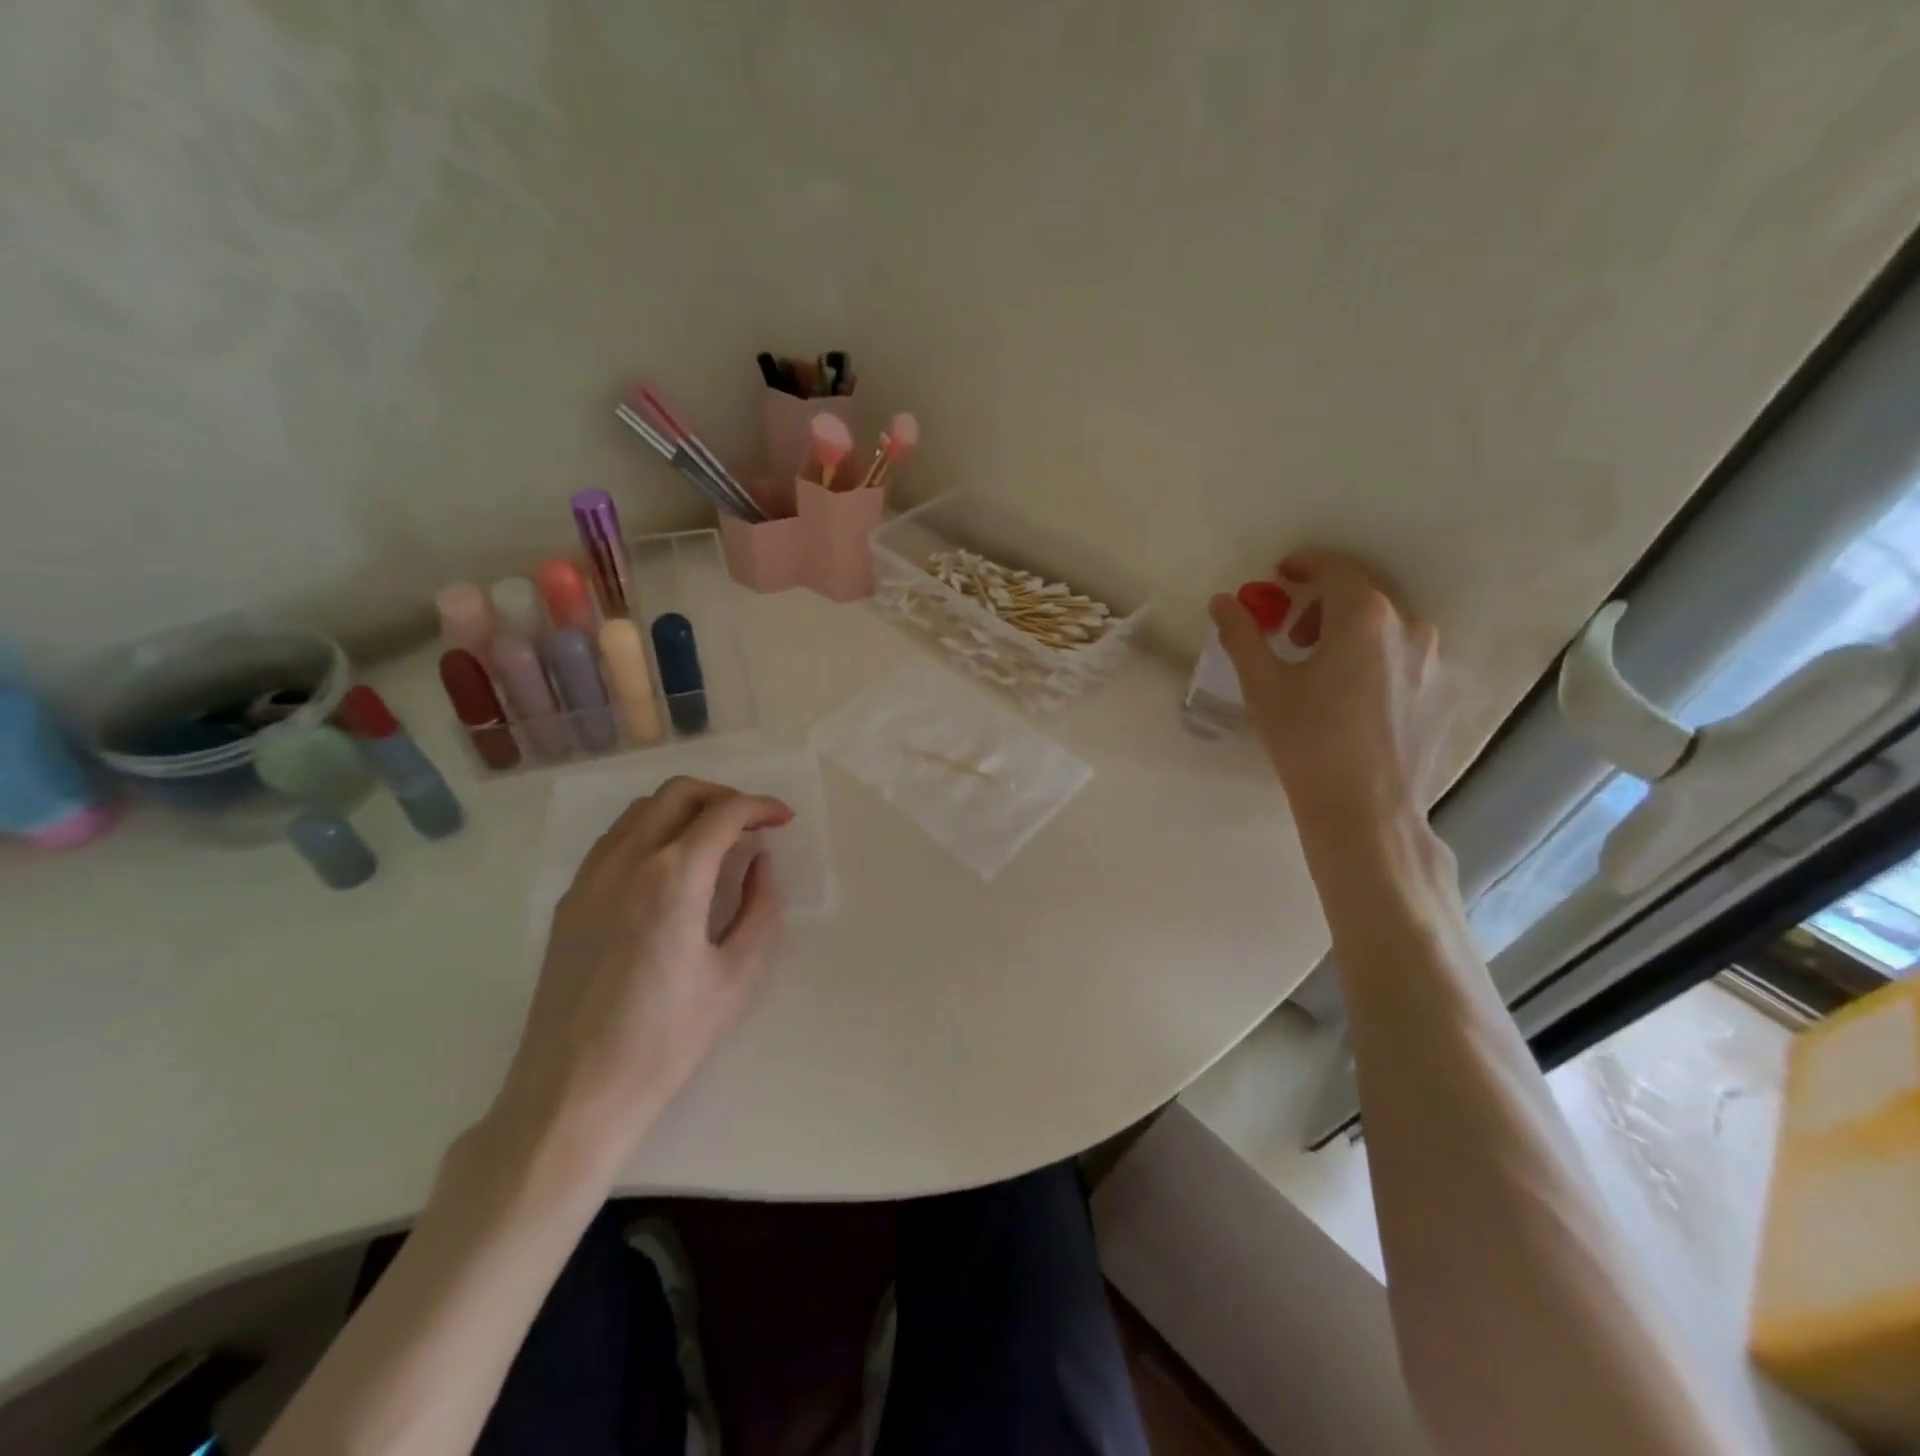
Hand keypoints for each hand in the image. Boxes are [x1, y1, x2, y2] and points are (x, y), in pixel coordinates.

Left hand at [493, 777, 794, 1166]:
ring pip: (641, 810)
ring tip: (715, 840)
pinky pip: (615, 839)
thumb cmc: (668, 1039)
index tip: (783, 820)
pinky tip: (671, 866)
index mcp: (674, 877)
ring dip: (685, 809)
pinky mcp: (570, 900)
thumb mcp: (738, 975)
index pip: (724, 812)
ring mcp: (590, 877)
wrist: (574, 1092)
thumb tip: (759, 863)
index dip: (761, 807)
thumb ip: (759, 907)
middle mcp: (627, 861)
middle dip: (723, 796)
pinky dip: (651, 830)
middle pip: (678, 793)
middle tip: (752, 823)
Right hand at [1209, 551, 1446, 835]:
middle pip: (1363, 593)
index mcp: (1364, 616)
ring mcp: (1432, 660)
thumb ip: (1242, 635)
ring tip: (1320, 668)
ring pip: (1386, 624)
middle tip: (1291, 632)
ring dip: (1349, 629)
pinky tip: (1350, 695)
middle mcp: (1408, 626)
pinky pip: (1402, 654)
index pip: (1335, 569)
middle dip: (1323, 601)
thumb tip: (1222, 600)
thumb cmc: (1307, 741)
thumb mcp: (1263, 685)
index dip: (1304, 565)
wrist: (1365, 808)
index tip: (1280, 574)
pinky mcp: (1440, 691)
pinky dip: (1373, 655)